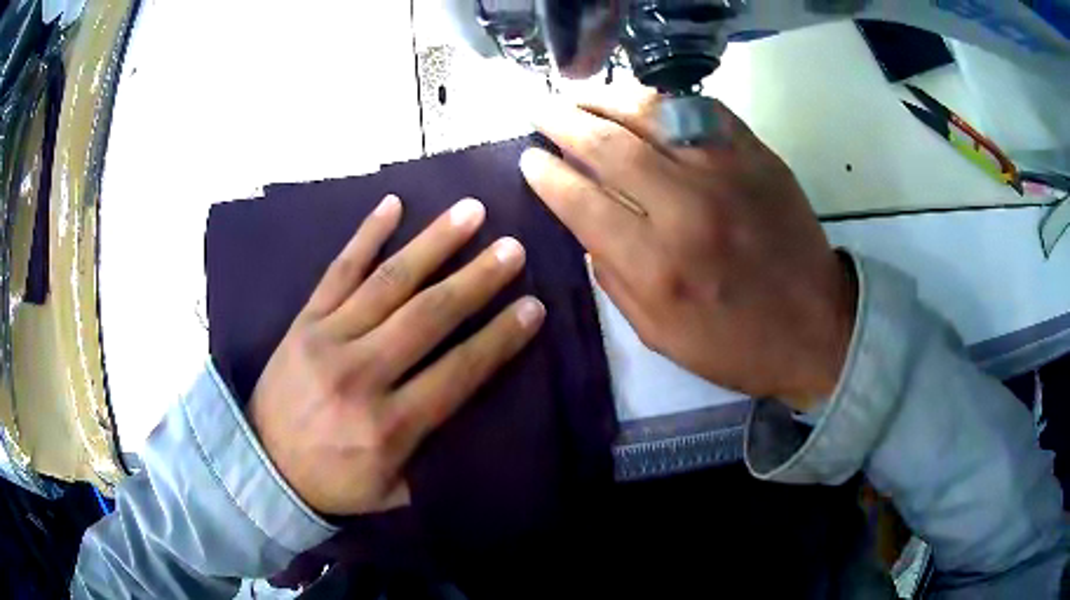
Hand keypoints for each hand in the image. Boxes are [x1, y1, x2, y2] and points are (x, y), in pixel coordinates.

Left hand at [248, 195, 545, 515]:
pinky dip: (366, 235)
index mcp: (389, 425)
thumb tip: (478, 422)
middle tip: (513, 249)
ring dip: (433, 244)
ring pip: (388, 282)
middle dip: (476, 279)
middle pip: (428, 316)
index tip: (534, 307)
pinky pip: (337, 270)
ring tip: (470, 212)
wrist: (262, 466)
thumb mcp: (392, 492)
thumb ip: (434, 462)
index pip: (458, 371)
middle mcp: (361, 374)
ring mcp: (327, 339)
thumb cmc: (333, 482)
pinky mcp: (303, 321)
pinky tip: (392, 204)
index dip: (499, 338)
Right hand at [520, 95, 855, 409]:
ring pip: (652, 113)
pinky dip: (665, 98)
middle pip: (609, 145)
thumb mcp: (659, 335)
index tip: (529, 158)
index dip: (546, 174)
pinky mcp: (758, 156)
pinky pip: (702, 109)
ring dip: (605, 98)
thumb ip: (612, 278)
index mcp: (657, 265)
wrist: (817, 328)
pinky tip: (643, 100)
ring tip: (579, 95)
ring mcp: (727, 173)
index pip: (581, 200)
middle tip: (540, 111)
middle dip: (562, 122)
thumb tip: (585, 224)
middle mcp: (687, 208)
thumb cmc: (736, 345)